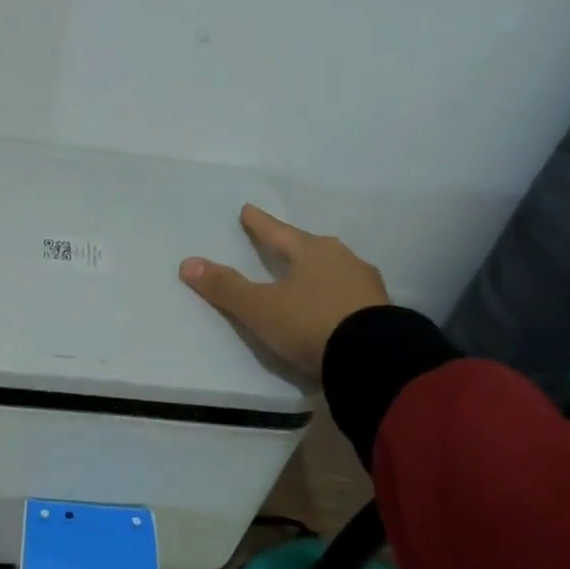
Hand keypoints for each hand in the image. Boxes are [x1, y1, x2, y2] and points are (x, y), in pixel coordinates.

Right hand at [180, 204, 387, 375]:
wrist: (375, 359)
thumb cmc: (311, 323)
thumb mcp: (260, 308)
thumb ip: (226, 287)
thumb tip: (187, 263)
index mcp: (310, 251)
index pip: (277, 232)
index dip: (259, 223)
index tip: (248, 209)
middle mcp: (341, 259)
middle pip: (310, 246)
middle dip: (293, 244)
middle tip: (280, 242)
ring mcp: (365, 284)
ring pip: (335, 268)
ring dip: (319, 269)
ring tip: (308, 274)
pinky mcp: (382, 311)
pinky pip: (351, 293)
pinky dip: (337, 294)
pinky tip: (334, 303)